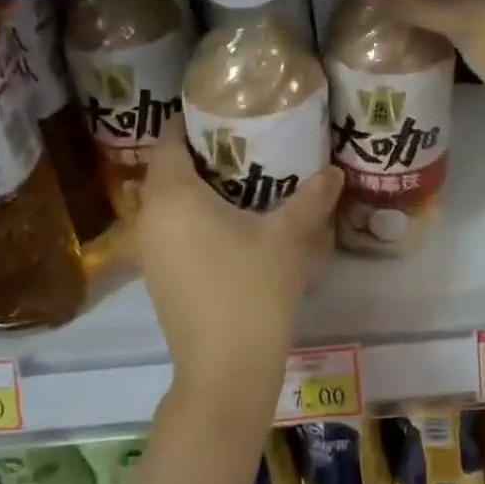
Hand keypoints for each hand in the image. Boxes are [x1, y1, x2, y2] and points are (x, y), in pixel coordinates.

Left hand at [136, 120, 342, 426]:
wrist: (225, 370)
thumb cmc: (251, 290)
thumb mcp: (287, 238)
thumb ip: (311, 198)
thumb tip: (334, 172)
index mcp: (173, 197)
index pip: (169, 142)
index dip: (192, 122)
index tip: (225, 113)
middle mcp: (151, 219)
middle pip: (168, 171)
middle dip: (202, 155)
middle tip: (244, 143)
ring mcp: (150, 253)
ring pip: (169, 204)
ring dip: (199, 190)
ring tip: (243, 180)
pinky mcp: (160, 278)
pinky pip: (173, 230)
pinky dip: (195, 218)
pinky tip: (232, 225)